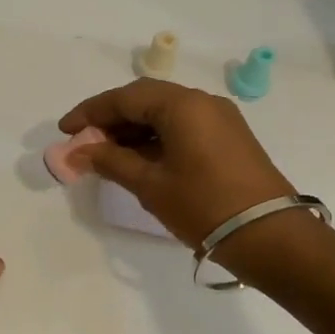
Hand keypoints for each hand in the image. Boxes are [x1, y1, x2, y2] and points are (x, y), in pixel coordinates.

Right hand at [59, 80, 296, 246]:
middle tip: (83, 143)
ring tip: (105, 156)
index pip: (125, 97)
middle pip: (145, 100)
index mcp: (182, 105)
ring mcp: (219, 119)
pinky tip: (137, 160)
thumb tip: (77, 151)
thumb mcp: (149, 184)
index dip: (90, 112)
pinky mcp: (228, 138)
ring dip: (132, 130)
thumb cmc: (203, 205)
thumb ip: (110, 161)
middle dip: (110, 119)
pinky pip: (182, 126)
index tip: (64, 131)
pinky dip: (155, 138)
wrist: (270, 236)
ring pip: (164, 113)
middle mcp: (202, 102)